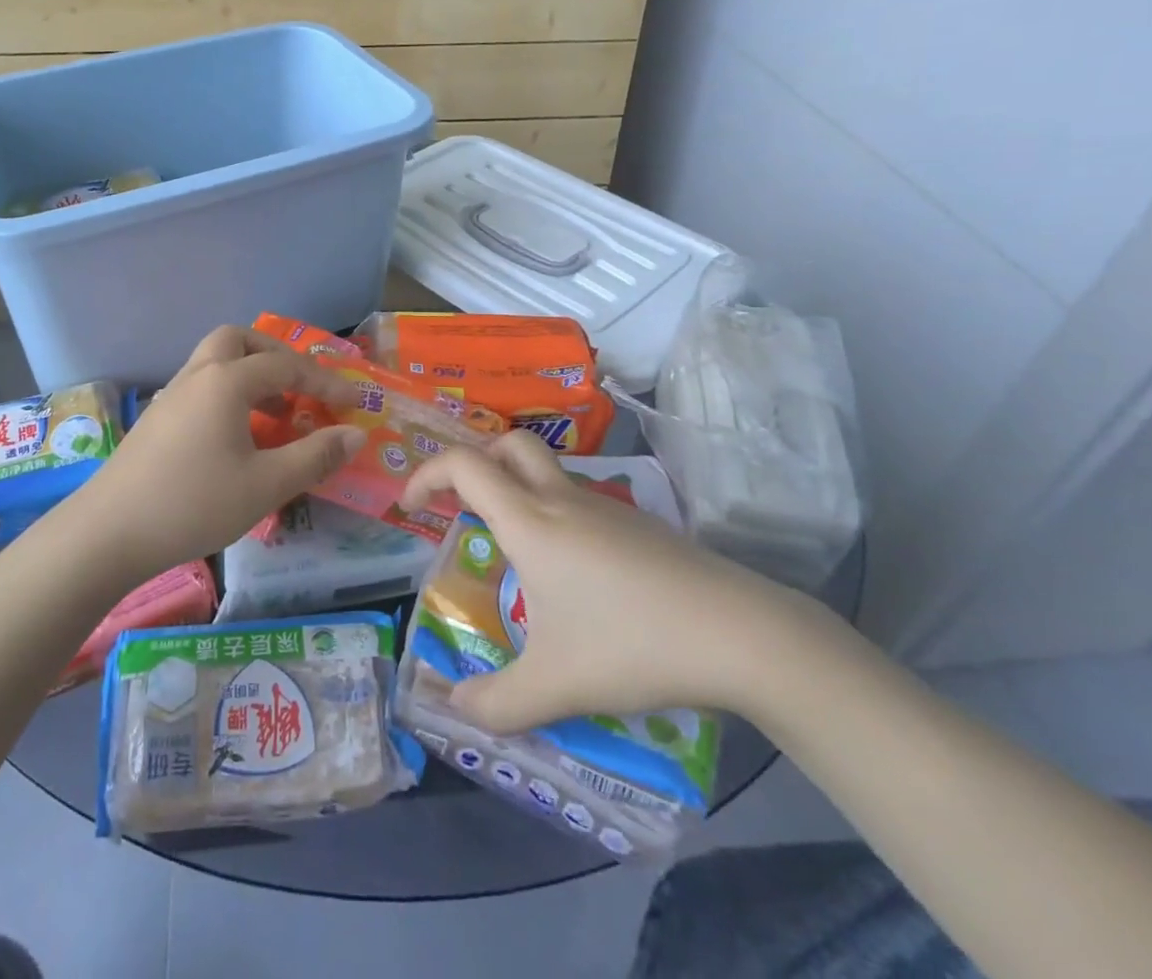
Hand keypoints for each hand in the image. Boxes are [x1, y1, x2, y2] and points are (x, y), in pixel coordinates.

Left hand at [81, 326, 364, 577]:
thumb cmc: (194, 503)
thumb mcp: (265, 485)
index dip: (324, 381)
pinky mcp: (156, 420)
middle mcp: (197, 376)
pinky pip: (200, 387)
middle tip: (299, 384)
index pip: (286, 366)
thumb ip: (315, 456)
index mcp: (226, 382)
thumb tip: (356, 434)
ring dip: (249, 374)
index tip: (353, 402)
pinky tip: (236, 436)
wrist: (108, 532)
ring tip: (274, 413)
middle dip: (274, 355)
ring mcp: (170, 396)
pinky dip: (227, 394)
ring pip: (214, 362)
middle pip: (238, 340)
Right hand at [402, 433, 813, 729]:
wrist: (741, 632)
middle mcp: (562, 500)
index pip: (463, 465)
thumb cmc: (632, 645)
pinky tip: (575, 577)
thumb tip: (454, 706)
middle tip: (463, 506)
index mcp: (530, 521)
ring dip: (517, 488)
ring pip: (548, 471)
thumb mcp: (555, 686)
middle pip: (508, 445)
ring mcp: (605, 507)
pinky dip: (556, 514)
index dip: (426, 473)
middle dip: (475, 463)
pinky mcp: (639, 525)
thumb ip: (496, 702)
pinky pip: (580, 500)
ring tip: (516, 551)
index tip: (410, 506)